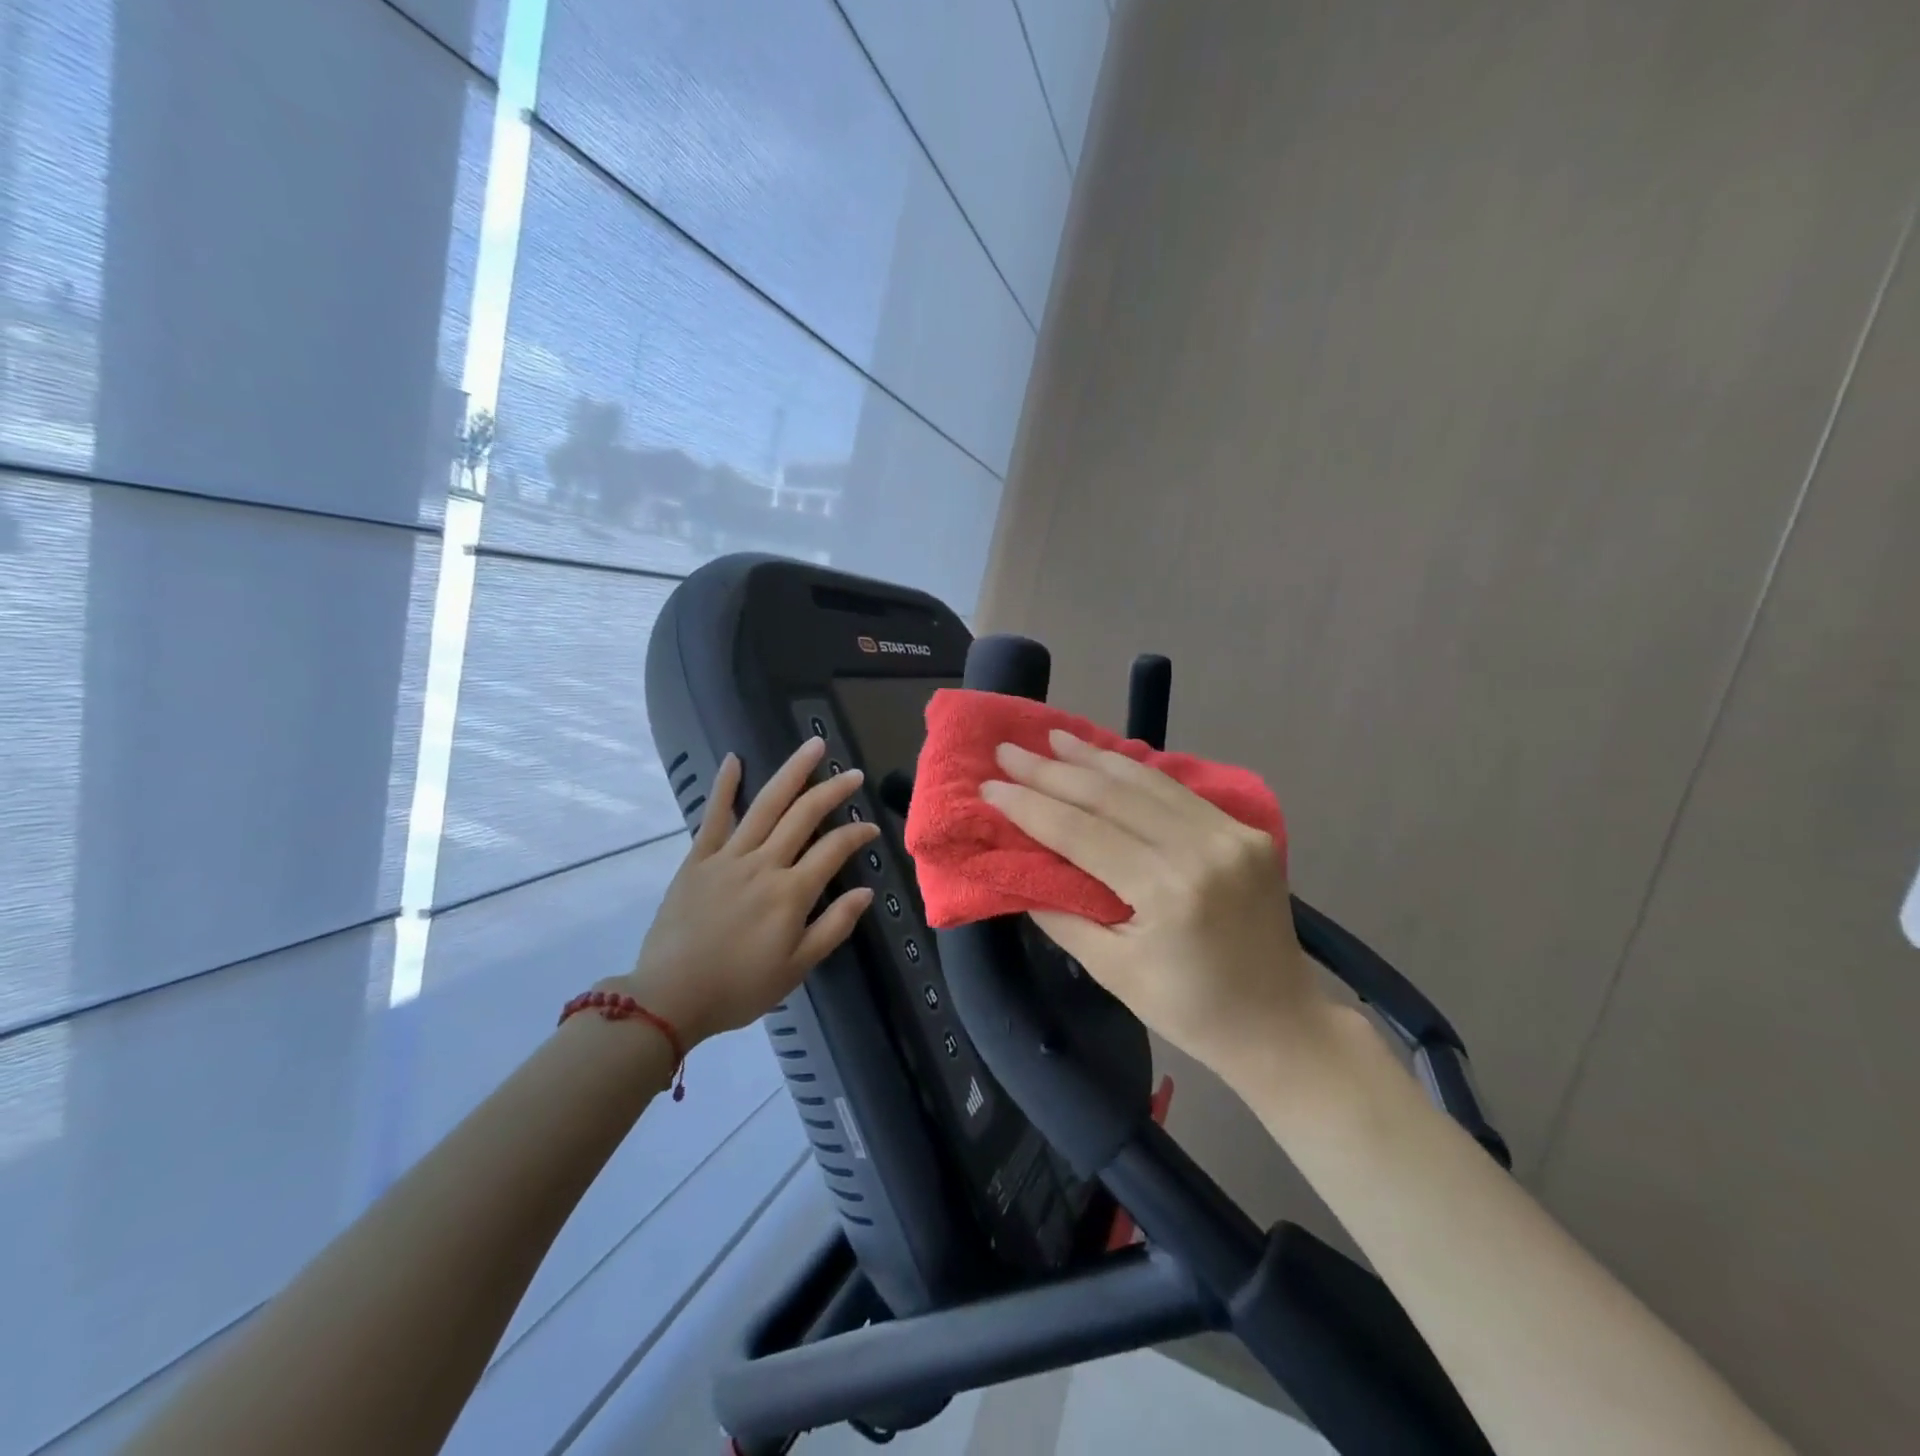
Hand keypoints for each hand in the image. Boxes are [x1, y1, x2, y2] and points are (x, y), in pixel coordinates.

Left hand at [622, 738, 878, 1047]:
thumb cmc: (739, 988)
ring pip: (765, 805)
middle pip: (803, 815)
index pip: (833, 849)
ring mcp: (728, 857)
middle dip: (832, 791)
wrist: (669, 997)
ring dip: (792, 772)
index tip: (871, 827)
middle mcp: (763, 864)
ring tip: (813, 746)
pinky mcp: (698, 860)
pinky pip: (714, 817)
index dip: (856, 834)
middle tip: (853, 774)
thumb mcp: (796, 968)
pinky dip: (724, 787)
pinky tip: (734, 760)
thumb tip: (866, 891)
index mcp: (790, 893)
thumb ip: (834, 926)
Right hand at [982, 730, 1331, 1084]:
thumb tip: (1019, 870)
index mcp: (1169, 892)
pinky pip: (1178, 791)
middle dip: (1052, 771)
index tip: (990, 786)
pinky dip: (1135, 771)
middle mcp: (1203, 850)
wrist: (1280, 1023)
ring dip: (1094, 758)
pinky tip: (1105, 757)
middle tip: (1009, 750)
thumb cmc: (1189, 1011)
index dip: (1031, 807)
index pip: (1083, 833)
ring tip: (1052, 737)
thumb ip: (1063, 915)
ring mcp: (1231, 834)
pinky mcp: (1246, 831)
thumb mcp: (1113, 972)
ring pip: (1147, 782)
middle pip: (1111, 796)